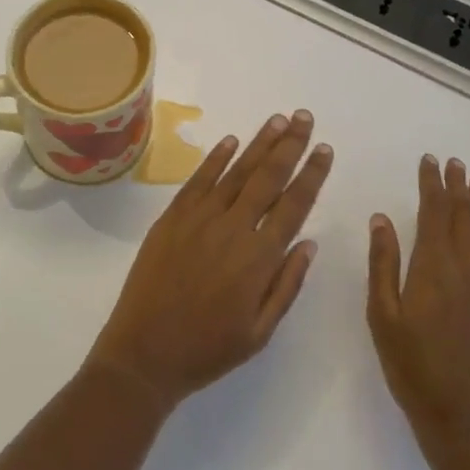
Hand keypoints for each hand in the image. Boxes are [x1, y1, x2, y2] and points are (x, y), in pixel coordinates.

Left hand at [86, 111, 331, 411]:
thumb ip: (286, 284)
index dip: (311, 175)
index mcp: (259, 258)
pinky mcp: (173, 216)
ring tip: (278, 119)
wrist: (145, 353)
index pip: (294, 205)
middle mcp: (233, 228)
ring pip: (236, 171)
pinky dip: (217, 158)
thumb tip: (308, 242)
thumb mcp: (259, 332)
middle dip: (290, 145)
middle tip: (304, 117)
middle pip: (268, 177)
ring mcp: (200, 218)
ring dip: (259, 143)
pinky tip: (232, 141)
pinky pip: (199, 180)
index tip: (324, 149)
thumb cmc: (208, 349)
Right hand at [368, 155, 469, 454]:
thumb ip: (383, 264)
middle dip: (458, 188)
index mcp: (433, 269)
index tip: (430, 161)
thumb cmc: (413, 369)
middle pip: (463, 219)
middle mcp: (465, 272)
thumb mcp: (383, 316)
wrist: (466, 424)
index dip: (432, 185)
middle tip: (457, 162)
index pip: (434, 213)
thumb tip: (382, 219)